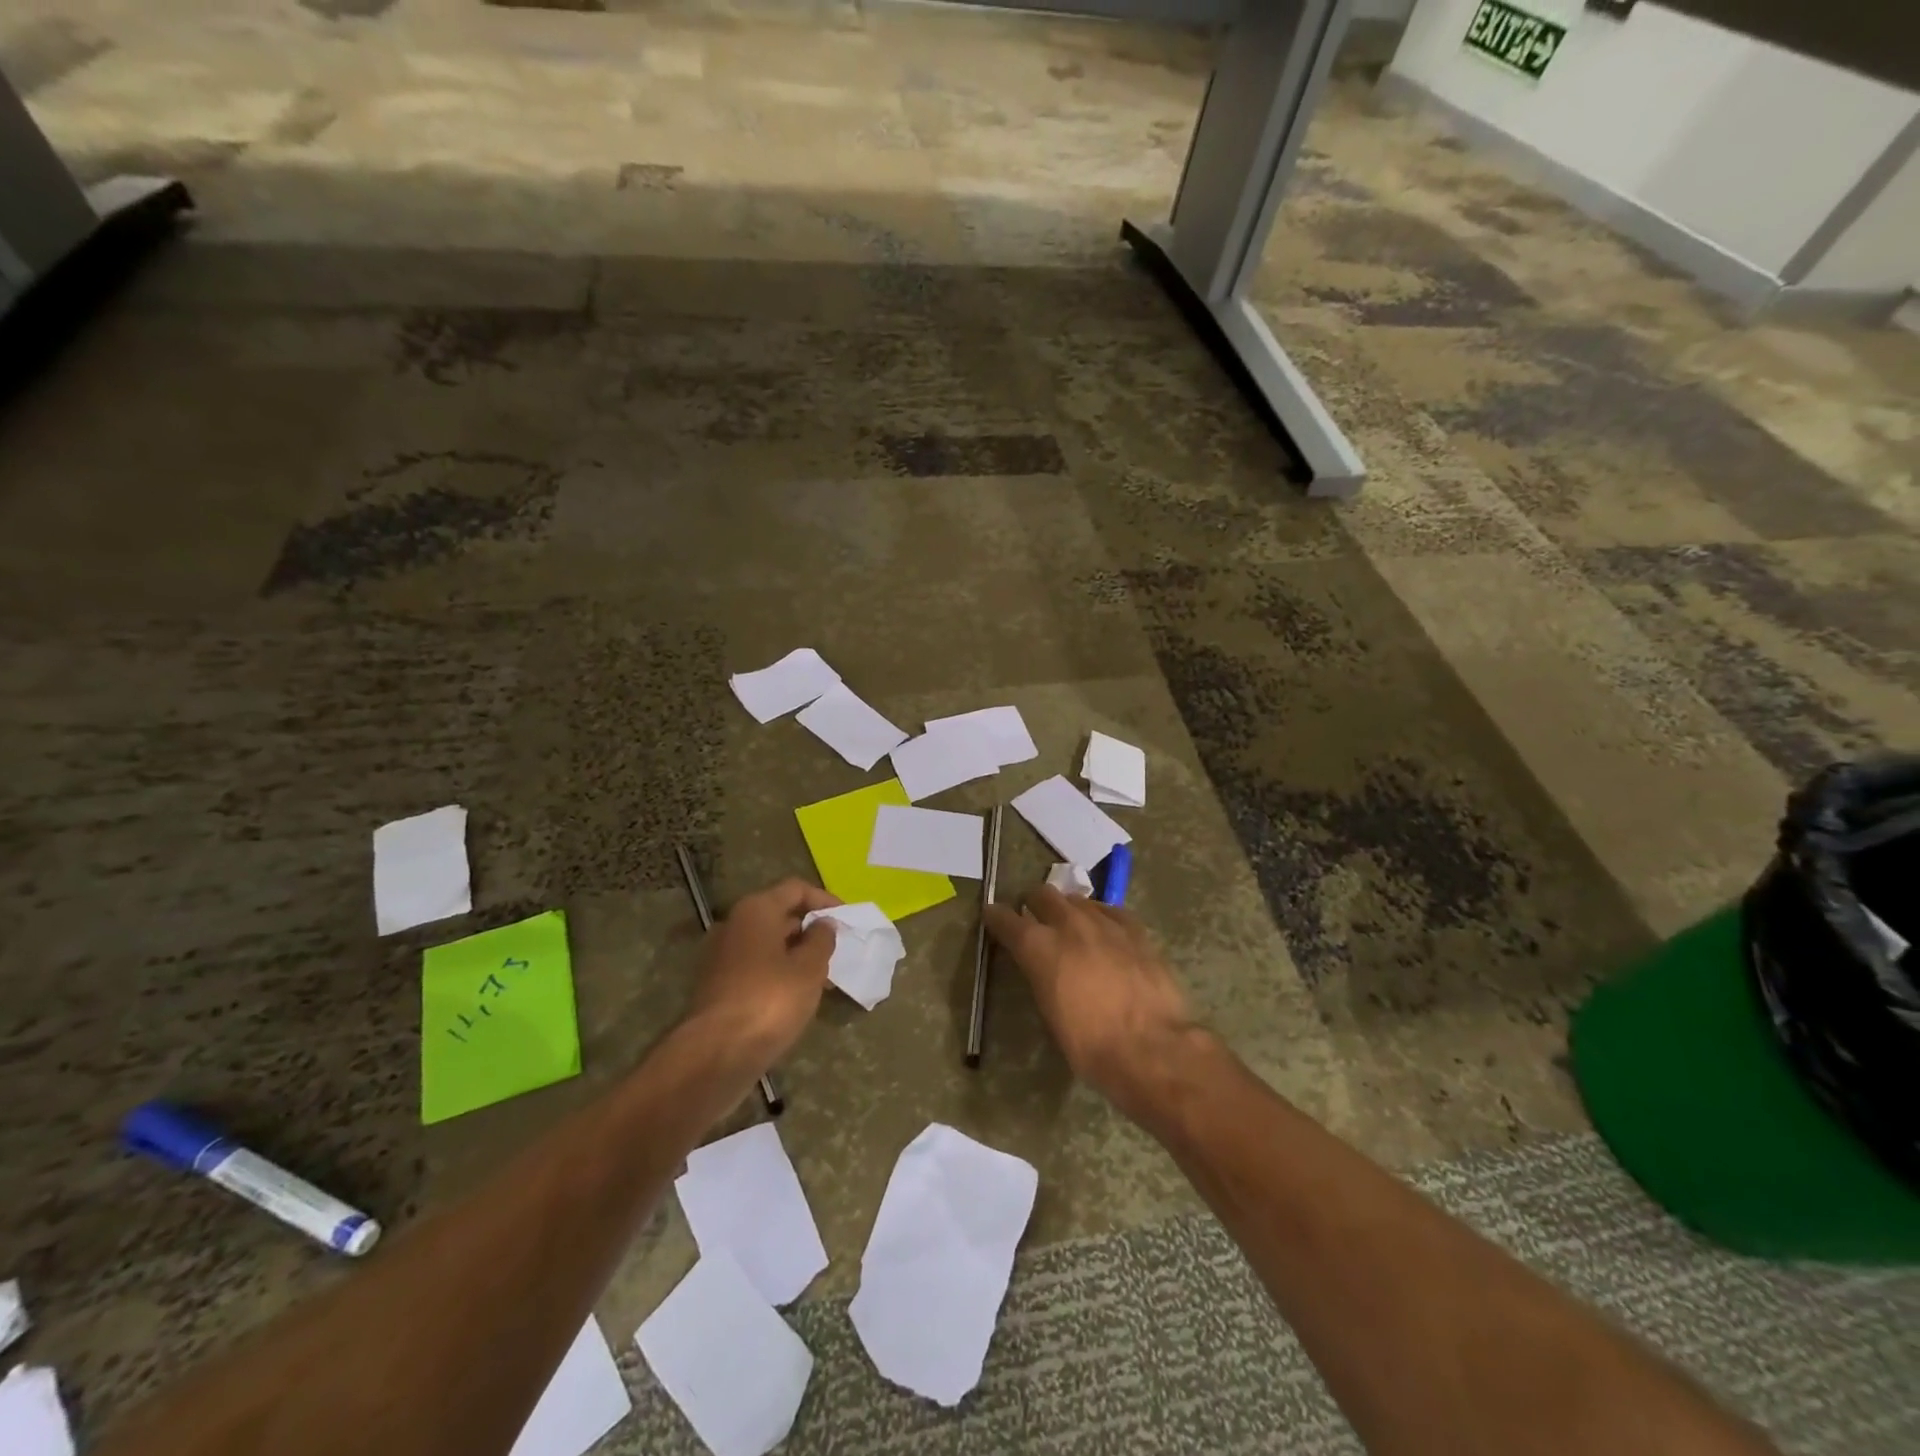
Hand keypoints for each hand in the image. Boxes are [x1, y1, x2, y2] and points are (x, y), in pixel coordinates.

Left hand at [686, 878, 840, 1064]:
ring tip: (824, 977)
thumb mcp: (809, 968)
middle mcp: (734, 924)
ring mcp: (721, 955)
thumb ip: (821, 939)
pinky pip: (755, 966)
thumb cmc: (770, 1000)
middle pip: (779, 914)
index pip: (795, 889)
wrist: (716, 1054)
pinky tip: (797, 995)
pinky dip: (778, 972)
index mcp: (756, 910)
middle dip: (810, 929)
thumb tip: (822, 924)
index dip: (824, 900)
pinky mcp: (717, 985)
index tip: (847, 919)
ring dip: (796, 954)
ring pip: (767, 943)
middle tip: (838, 949)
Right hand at [984, 884, 1197, 1118]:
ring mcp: (1105, 923)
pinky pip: (1111, 910)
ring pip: (1078, 899)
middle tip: (1034, 918)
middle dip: (1034, 903)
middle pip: (1043, 895)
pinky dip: (1101, 916)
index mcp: (1039, 948)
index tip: (993, 916)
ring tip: (1071, 924)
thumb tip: (1043, 968)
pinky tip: (1105, 929)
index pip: (1007, 919)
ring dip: (1068, 909)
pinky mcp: (1135, 929)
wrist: (1150, 1047)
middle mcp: (1068, 925)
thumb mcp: (1050, 1013)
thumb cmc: (1090, 1045)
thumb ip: (1042, 977)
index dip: (997, 916)